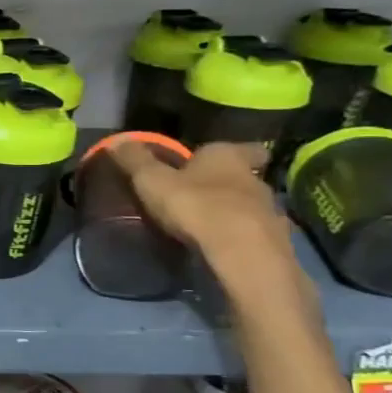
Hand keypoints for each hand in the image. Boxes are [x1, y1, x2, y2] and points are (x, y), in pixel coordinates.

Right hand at [107, 140, 309, 305]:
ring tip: (210, 225)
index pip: (246, 148)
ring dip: (235, 212)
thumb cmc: (195, 205)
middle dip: (228, 184)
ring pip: (253, 207)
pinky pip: (256, 235)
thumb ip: (136, 161)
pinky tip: (224, 247)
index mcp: (228, 157)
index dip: (237, 152)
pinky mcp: (275, 243)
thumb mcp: (152, 180)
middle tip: (204, 194)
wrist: (241, 252)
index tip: (224, 161)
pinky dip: (242, 238)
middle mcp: (255, 179)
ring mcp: (270, 212)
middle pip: (246, 177)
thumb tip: (117, 140)